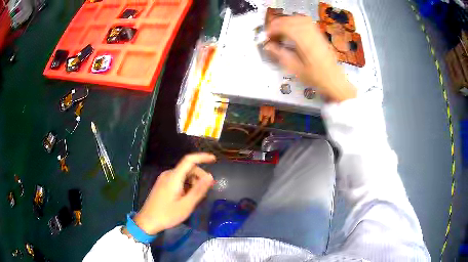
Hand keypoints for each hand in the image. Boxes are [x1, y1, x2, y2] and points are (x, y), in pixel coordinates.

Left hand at [134, 153, 215, 234]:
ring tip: (197, 197)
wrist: (148, 221)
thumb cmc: (167, 214)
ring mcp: (164, 179)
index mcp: (174, 177)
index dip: (202, 157)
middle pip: (188, 168)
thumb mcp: (186, 205)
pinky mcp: (162, 185)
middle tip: (207, 190)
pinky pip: (178, 180)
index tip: (214, 159)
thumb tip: (210, 177)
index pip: (189, 160)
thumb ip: (199, 190)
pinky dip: (186, 185)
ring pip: (183, 175)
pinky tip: (188, 197)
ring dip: (193, 182)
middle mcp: (168, 174)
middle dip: (200, 176)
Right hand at [265, 16, 356, 101]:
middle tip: (271, 32)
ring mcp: (316, 33)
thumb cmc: (315, 77)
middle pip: (292, 20)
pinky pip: (307, 22)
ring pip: (299, 19)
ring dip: (287, 21)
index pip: (285, 27)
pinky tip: (293, 29)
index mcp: (304, 42)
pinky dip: (297, 22)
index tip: (266, 36)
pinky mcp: (320, 35)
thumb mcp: (295, 68)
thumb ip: (280, 54)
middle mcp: (310, 34)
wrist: (333, 80)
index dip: (273, 29)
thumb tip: (267, 46)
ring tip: (280, 29)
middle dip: (278, 23)